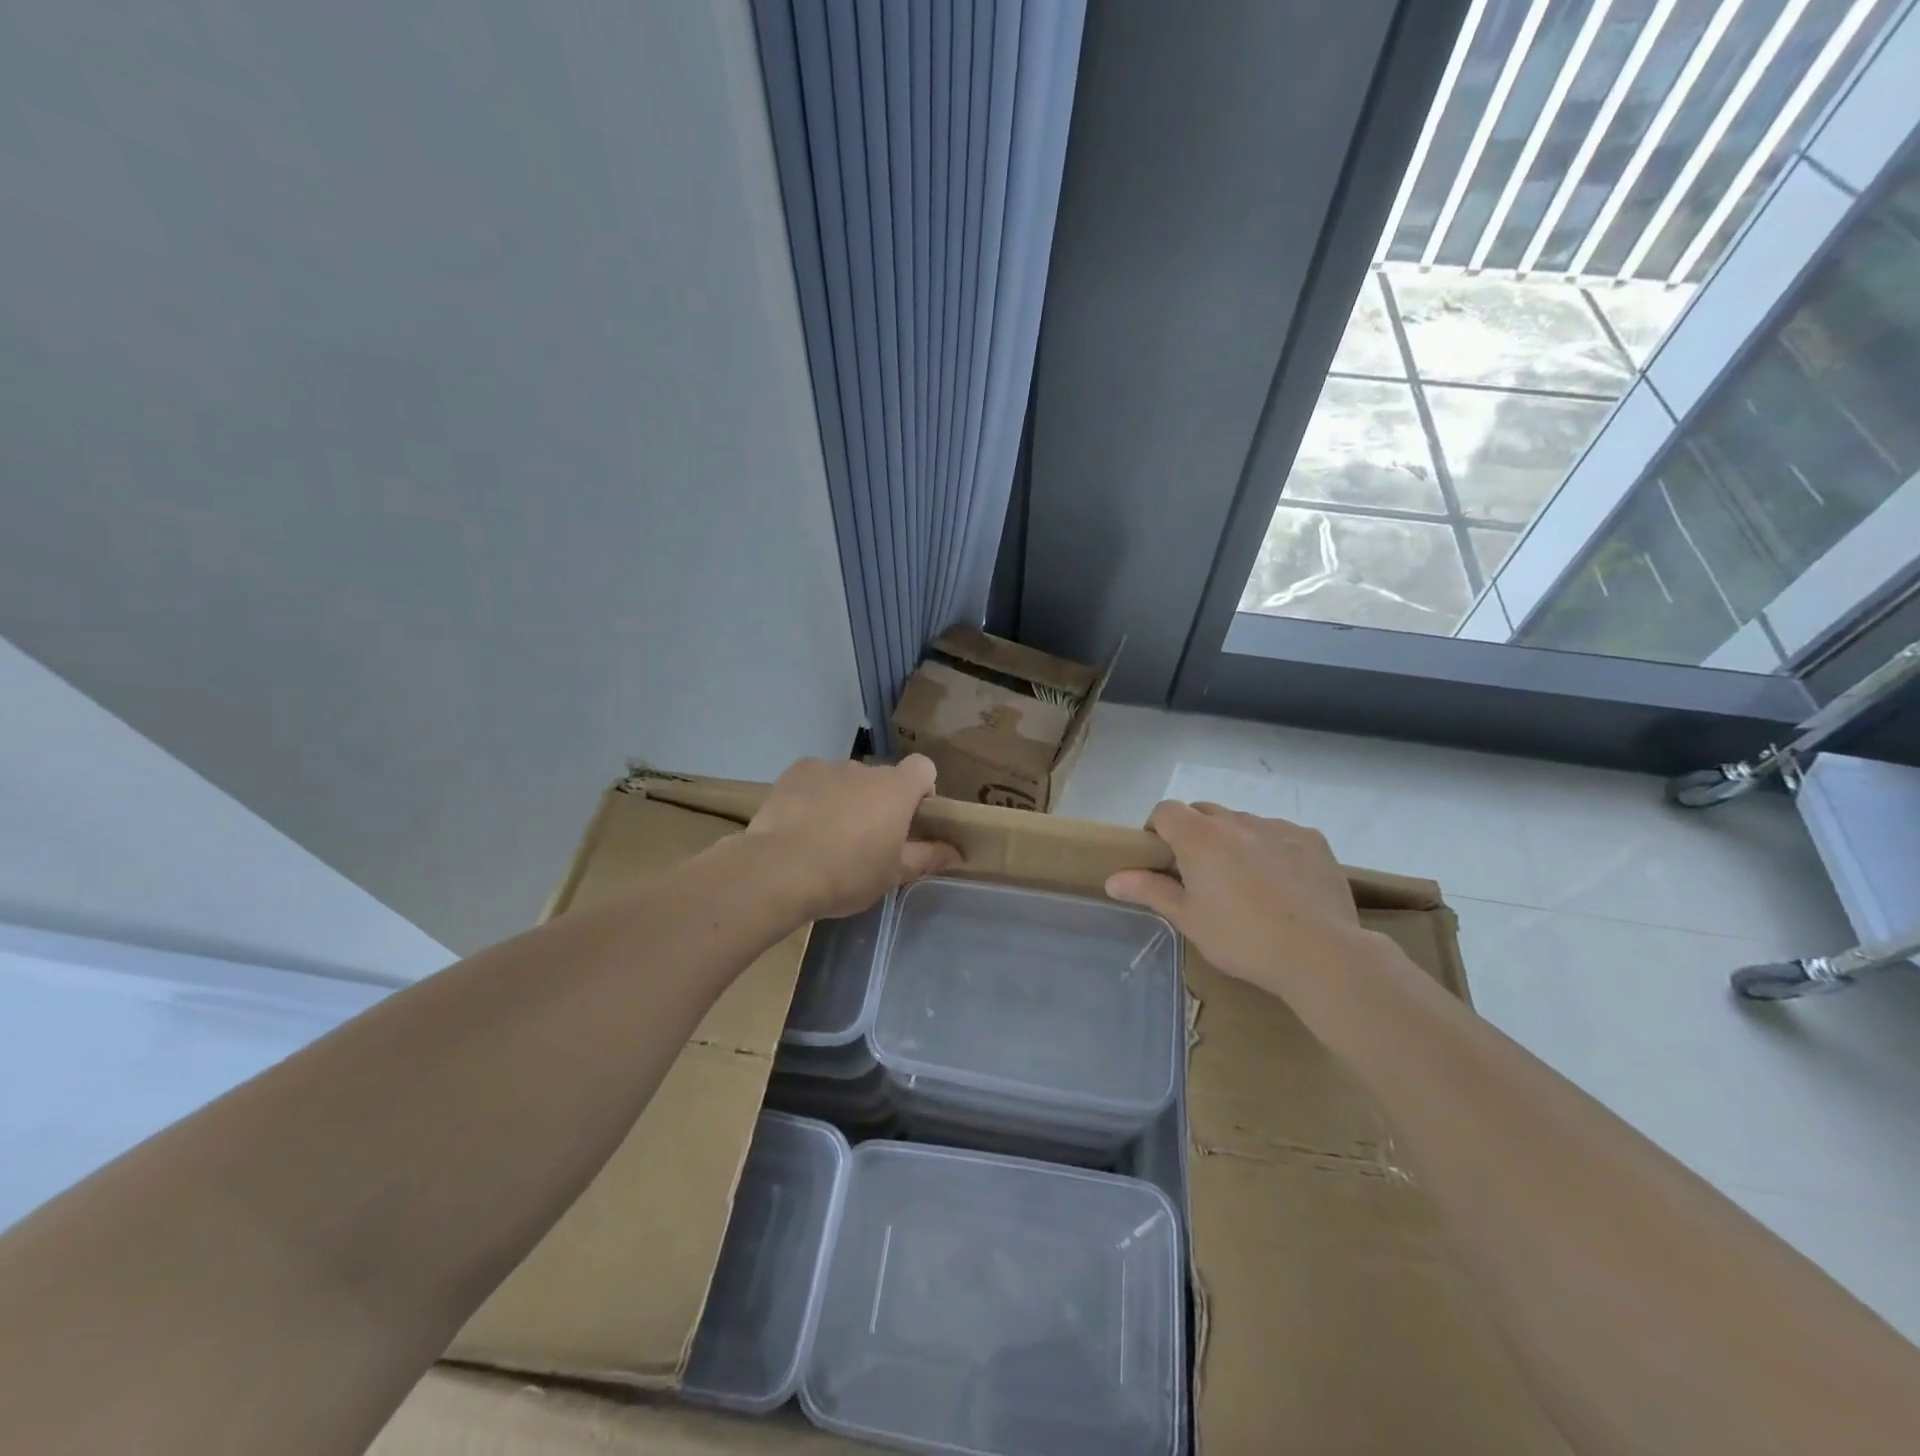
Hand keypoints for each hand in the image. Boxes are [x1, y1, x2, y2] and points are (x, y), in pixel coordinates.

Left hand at [747, 755, 962, 919]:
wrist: (779, 870)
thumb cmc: (847, 874)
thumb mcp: (893, 874)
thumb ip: (927, 857)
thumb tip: (957, 852)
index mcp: (896, 789)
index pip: (923, 767)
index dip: (921, 789)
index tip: (910, 819)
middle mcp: (866, 769)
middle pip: (883, 778)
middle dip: (880, 800)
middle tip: (866, 838)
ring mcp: (828, 766)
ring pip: (848, 779)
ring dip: (847, 797)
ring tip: (826, 834)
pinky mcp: (797, 771)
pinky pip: (816, 778)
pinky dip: (815, 794)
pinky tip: (801, 823)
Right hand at [1106, 801, 1376, 999]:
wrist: (1320, 953)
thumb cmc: (1242, 939)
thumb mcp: (1188, 919)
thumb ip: (1150, 891)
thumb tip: (1112, 879)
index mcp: (1199, 837)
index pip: (1165, 810)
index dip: (1158, 829)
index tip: (1162, 859)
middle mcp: (1236, 822)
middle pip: (1204, 812)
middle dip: (1195, 834)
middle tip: (1201, 875)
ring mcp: (1277, 827)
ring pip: (1243, 823)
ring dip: (1234, 841)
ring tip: (1246, 883)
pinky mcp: (1312, 840)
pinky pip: (1280, 834)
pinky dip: (1272, 849)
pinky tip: (1283, 885)